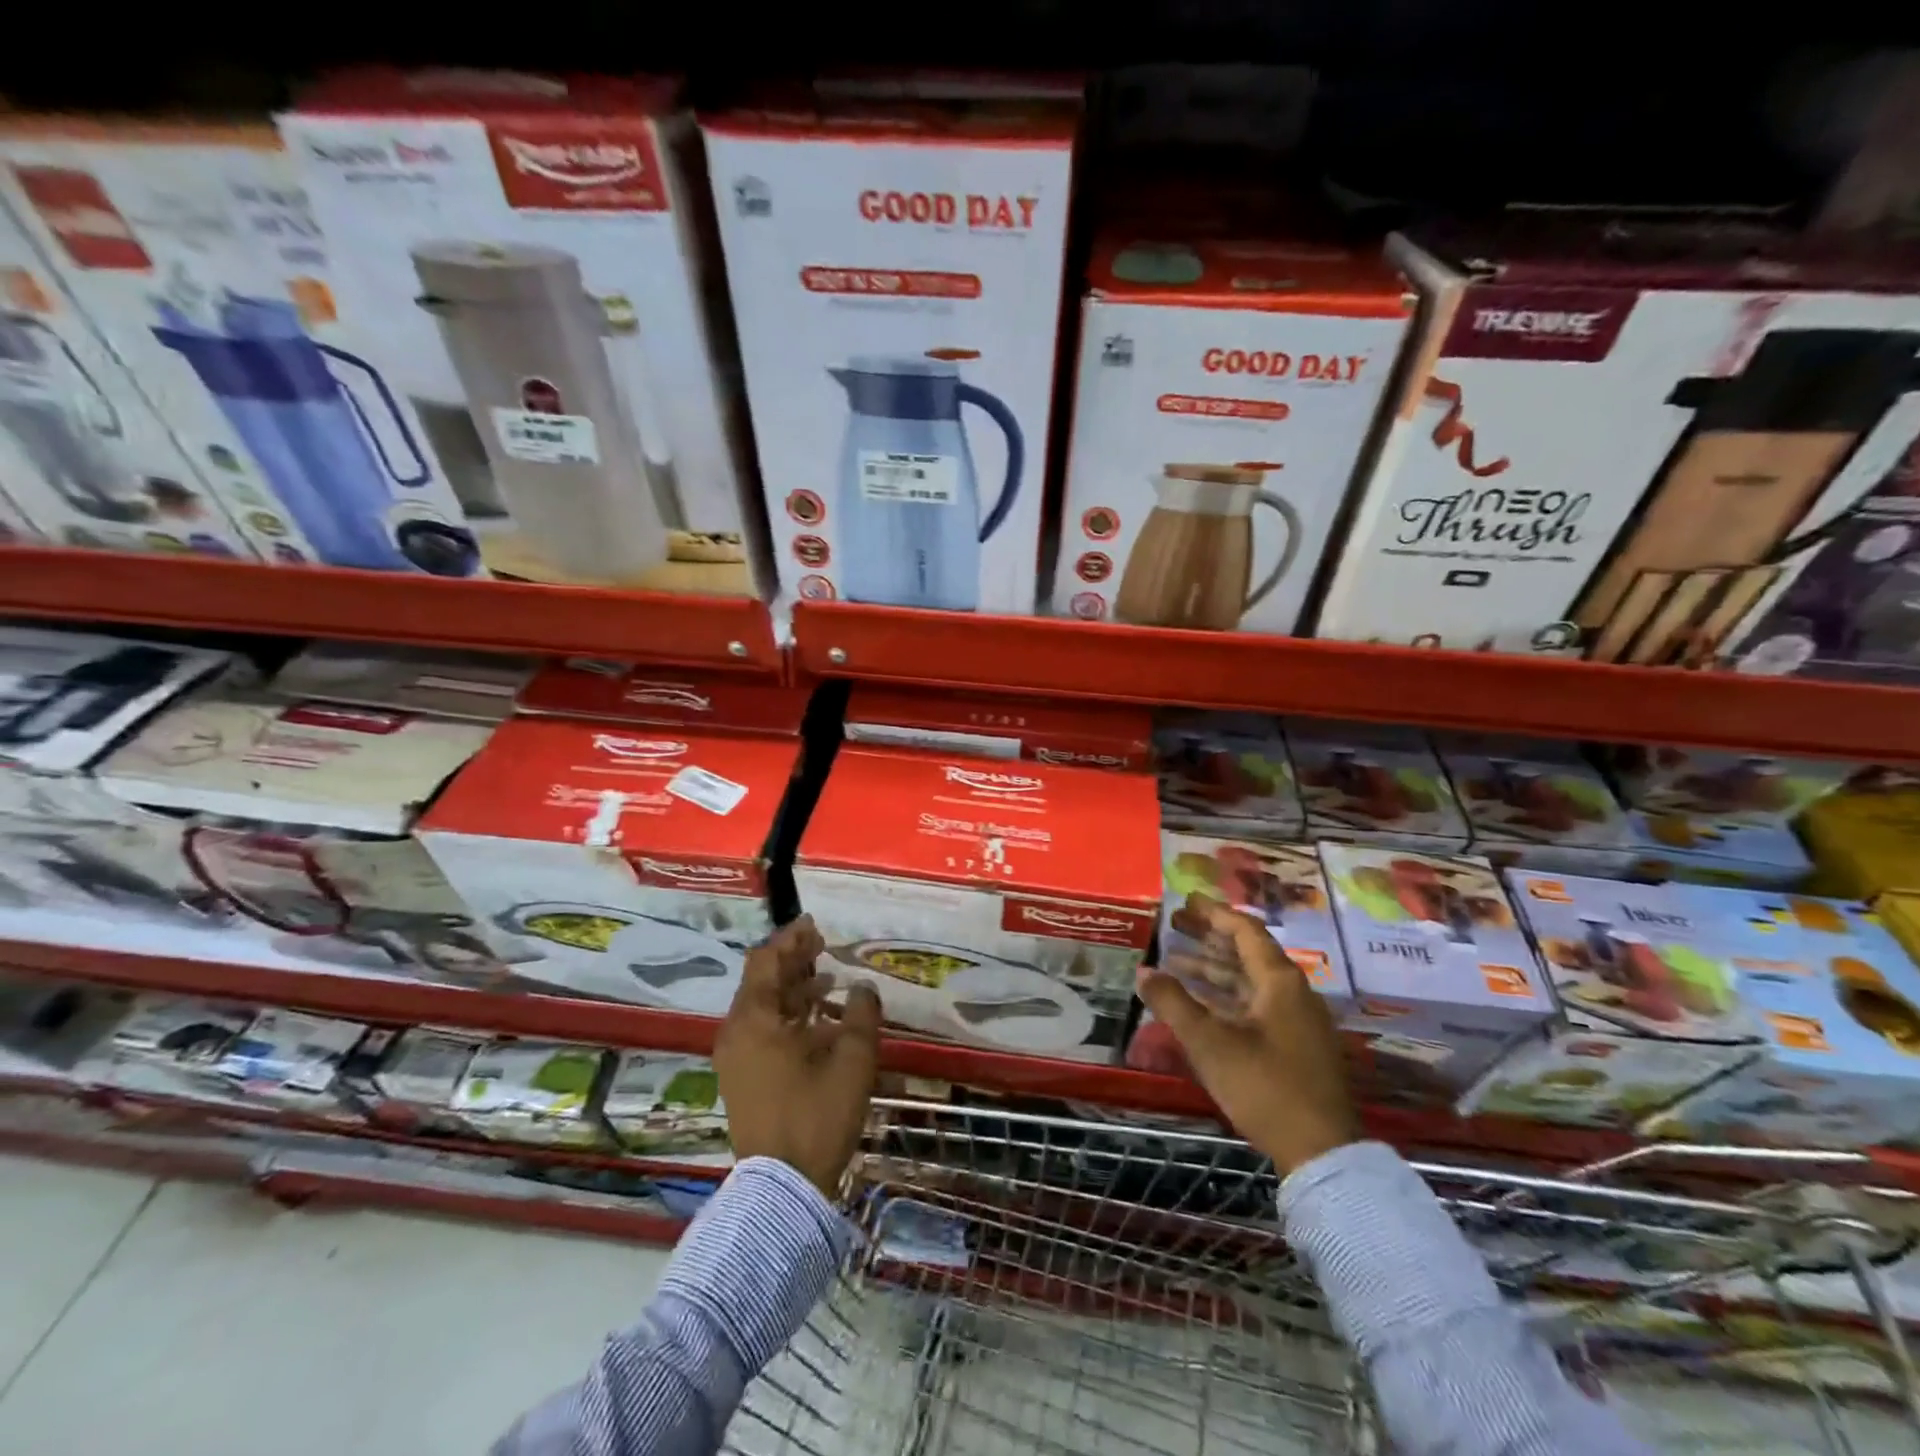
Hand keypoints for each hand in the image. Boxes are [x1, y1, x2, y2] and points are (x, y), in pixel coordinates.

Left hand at [715, 915, 881, 1195]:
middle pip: (762, 982)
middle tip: (823, 946)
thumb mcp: (852, 1061)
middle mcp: (737, 1032)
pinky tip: (819, 1022)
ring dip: (793, 990)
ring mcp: (736, 1058)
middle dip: (793, 961)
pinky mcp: (743, 1080)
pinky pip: (762, 1031)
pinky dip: (788, 1017)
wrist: (783, 1188)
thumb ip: (862, 1015)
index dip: (790, 939)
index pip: (766, 961)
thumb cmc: (817, 1115)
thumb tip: (863, 987)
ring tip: (828, 981)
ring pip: (763, 1008)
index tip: (813, 925)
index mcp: (755, 1020)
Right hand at [1137, 894, 1359, 1174]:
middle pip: (1247, 952)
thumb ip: (1173, 1003)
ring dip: (1214, 968)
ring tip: (1175, 961)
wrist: (1321, 1151)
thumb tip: (1143, 972)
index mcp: (1280, 981)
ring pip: (1250, 980)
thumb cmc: (1264, 1087)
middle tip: (1173, 925)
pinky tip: (1199, 1001)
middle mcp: (1292, 992)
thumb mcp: (1210, 1043)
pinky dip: (1225, 995)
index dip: (1213, 913)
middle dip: (1209, 937)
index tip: (1184, 901)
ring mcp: (1296, 1020)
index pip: (1245, 930)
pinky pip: (1254, 1003)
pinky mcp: (1294, 1045)